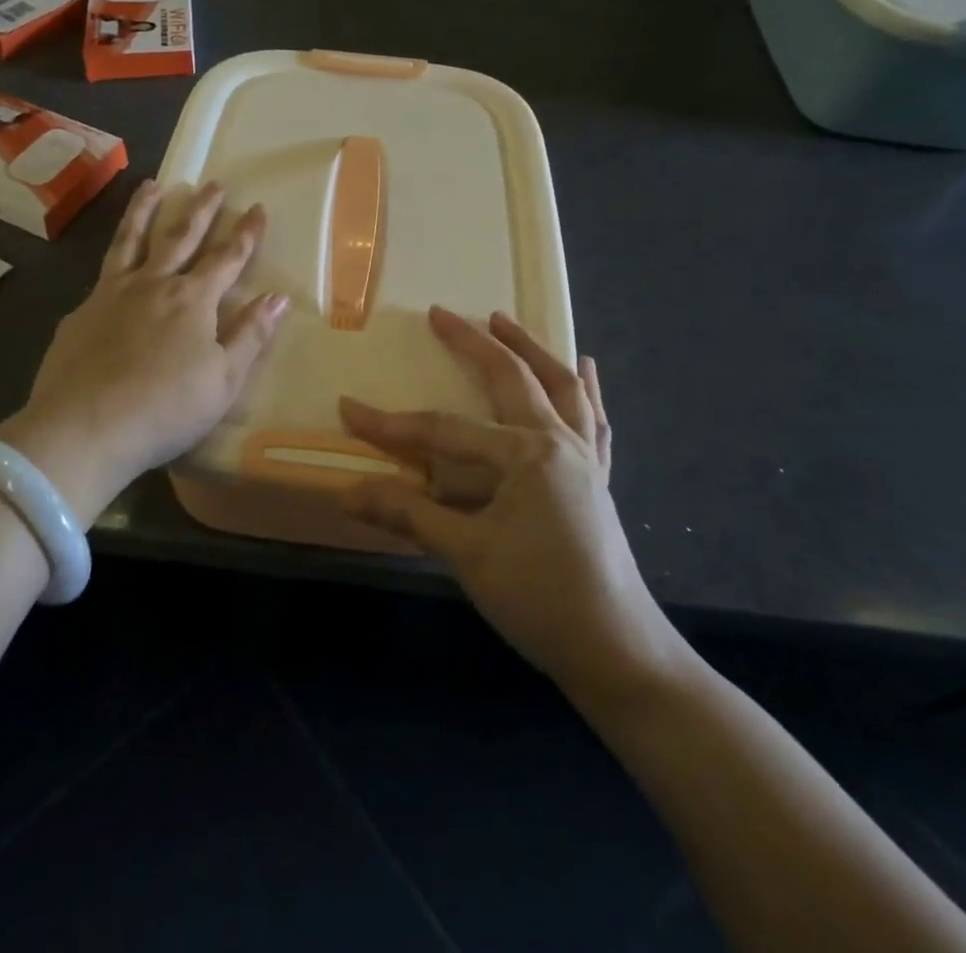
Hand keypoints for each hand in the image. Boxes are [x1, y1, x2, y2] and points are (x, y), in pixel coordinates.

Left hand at [0, 180, 287, 520]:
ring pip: (132, 239)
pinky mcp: (81, 311)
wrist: (85, 428)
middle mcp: (154, 284)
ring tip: (152, 185)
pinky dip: (114, 255)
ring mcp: (112, 293)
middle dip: (202, 208)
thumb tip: (278, 297)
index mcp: (193, 300)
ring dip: (145, 210)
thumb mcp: (223, 380)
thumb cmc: (166, 409)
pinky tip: (114, 260)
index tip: (257, 207)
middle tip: (213, 183)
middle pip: (181, 236)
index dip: (246, 233)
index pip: (228, 257)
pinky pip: (103, 272)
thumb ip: (251, 335)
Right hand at [340, 308, 688, 702]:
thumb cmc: (540, 598)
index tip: (349, 409)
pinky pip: (594, 421)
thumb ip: (408, 514)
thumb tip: (347, 493)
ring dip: (531, 349)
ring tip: (505, 321)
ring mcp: (586, 457)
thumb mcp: (468, 555)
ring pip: (560, 386)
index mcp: (526, 453)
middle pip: (513, 377)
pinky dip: (586, 390)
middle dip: (475, 342)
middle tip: (443, 314)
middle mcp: (559, 441)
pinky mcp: (599, 478)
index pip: (444, 430)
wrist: (619, 652)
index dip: (393, 424)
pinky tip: (586, 369)